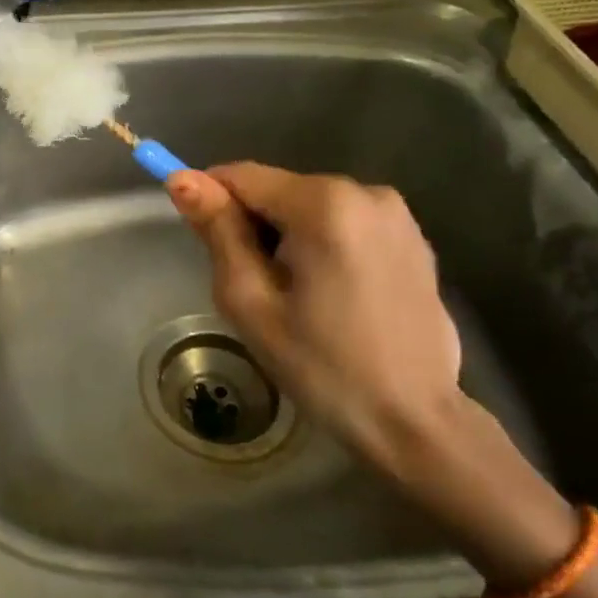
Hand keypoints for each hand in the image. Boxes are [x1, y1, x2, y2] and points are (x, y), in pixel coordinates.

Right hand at [166, 163, 463, 467]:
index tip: (200, 239)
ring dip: (288, 236)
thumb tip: (181, 179)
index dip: (211, 199)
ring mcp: (395, 213)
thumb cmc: (322, 366)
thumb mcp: (251, 302)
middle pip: (278, 190)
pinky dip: (323, 243)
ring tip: (295, 295)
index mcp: (324, 204)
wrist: (416, 421)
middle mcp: (365, 191)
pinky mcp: (413, 236)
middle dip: (254, 225)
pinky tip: (332, 293)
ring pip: (309, 205)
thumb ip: (218, 231)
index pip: (243, 176)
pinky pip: (345, 221)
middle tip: (255, 287)